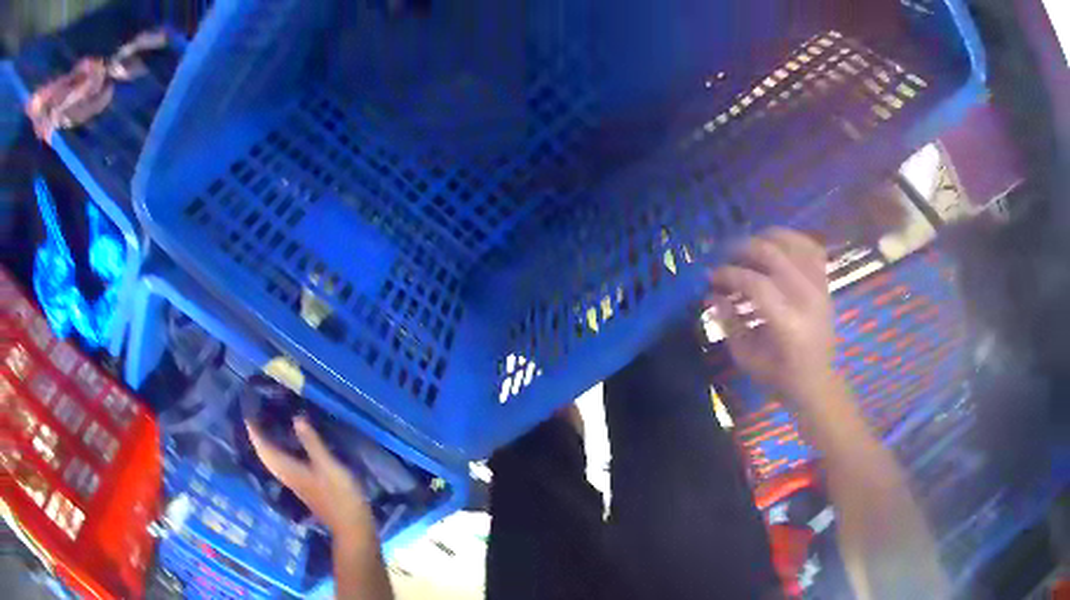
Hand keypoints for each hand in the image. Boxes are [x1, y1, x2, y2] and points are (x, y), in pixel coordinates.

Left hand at [246, 416, 374, 536]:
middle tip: (255, 414)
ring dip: (267, 443)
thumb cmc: (340, 495)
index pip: (264, 448)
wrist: (351, 526)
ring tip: (267, 424)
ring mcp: (295, 482)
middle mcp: (287, 475)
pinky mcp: (304, 485)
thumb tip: (295, 417)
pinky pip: (283, 463)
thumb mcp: (328, 465)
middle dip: (257, 436)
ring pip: (273, 460)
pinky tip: (288, 445)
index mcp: (288, 470)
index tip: (247, 411)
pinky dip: (279, 451)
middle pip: (265, 454)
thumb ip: (312, 442)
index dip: (254, 431)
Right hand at [707, 228, 836, 405]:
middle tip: (725, 257)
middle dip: (743, 249)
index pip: (756, 284)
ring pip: (793, 243)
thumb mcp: (746, 358)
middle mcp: (808, 298)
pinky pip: (811, 247)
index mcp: (788, 324)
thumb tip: (711, 293)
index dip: (729, 274)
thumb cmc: (779, 377)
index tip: (710, 276)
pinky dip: (792, 240)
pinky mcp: (825, 283)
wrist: (817, 383)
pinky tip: (776, 246)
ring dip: (766, 238)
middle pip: (774, 254)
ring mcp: (820, 287)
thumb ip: (728, 322)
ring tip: (748, 248)